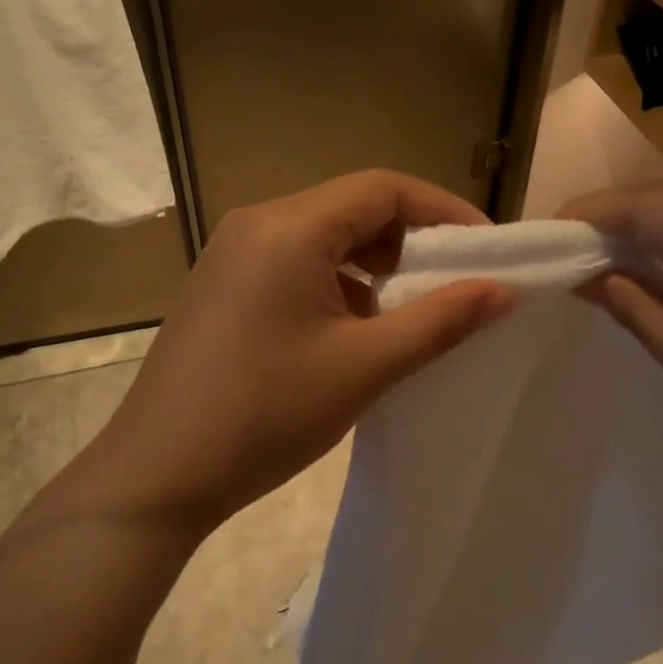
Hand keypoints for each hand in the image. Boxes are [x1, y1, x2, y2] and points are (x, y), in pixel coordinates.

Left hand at [68, 170, 514, 537]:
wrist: (157, 475)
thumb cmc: (266, 414)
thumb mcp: (365, 366)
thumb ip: (441, 320)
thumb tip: (505, 290)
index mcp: (289, 227)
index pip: (383, 188)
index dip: (443, 211)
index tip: (485, 250)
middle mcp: (257, 223)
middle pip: (352, 207)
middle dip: (409, 239)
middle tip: (452, 284)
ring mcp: (232, 253)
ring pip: (323, 236)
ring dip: (372, 264)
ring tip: (407, 312)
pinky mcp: (222, 284)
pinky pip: (294, 262)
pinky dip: (335, 282)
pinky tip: (351, 330)